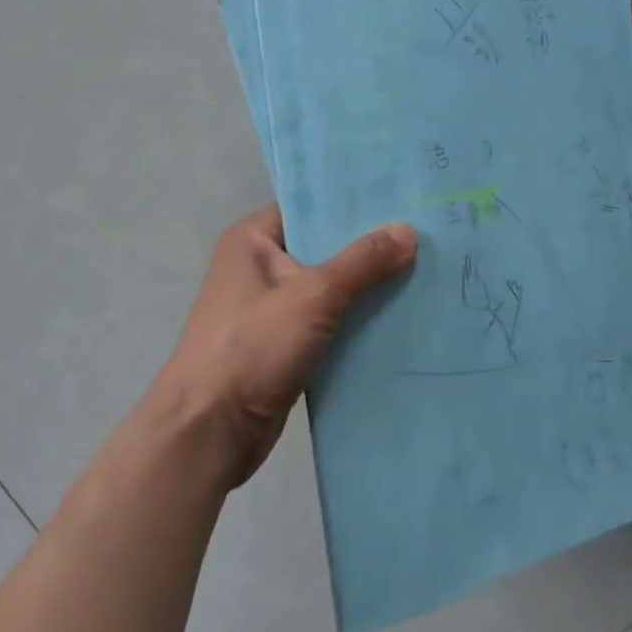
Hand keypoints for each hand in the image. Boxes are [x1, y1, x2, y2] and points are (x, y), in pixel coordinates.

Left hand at [154, 205, 416, 486]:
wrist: (208, 434)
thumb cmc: (252, 347)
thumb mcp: (314, 295)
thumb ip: (363, 261)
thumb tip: (409, 230)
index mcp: (252, 239)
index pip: (310, 206)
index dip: (353, 202)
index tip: (400, 197)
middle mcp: (259, 266)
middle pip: (323, 245)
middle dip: (369, 245)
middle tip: (423, 232)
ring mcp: (270, 308)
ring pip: (330, 286)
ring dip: (367, 285)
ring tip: (422, 268)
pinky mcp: (282, 344)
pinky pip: (328, 320)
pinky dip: (356, 318)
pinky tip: (399, 313)